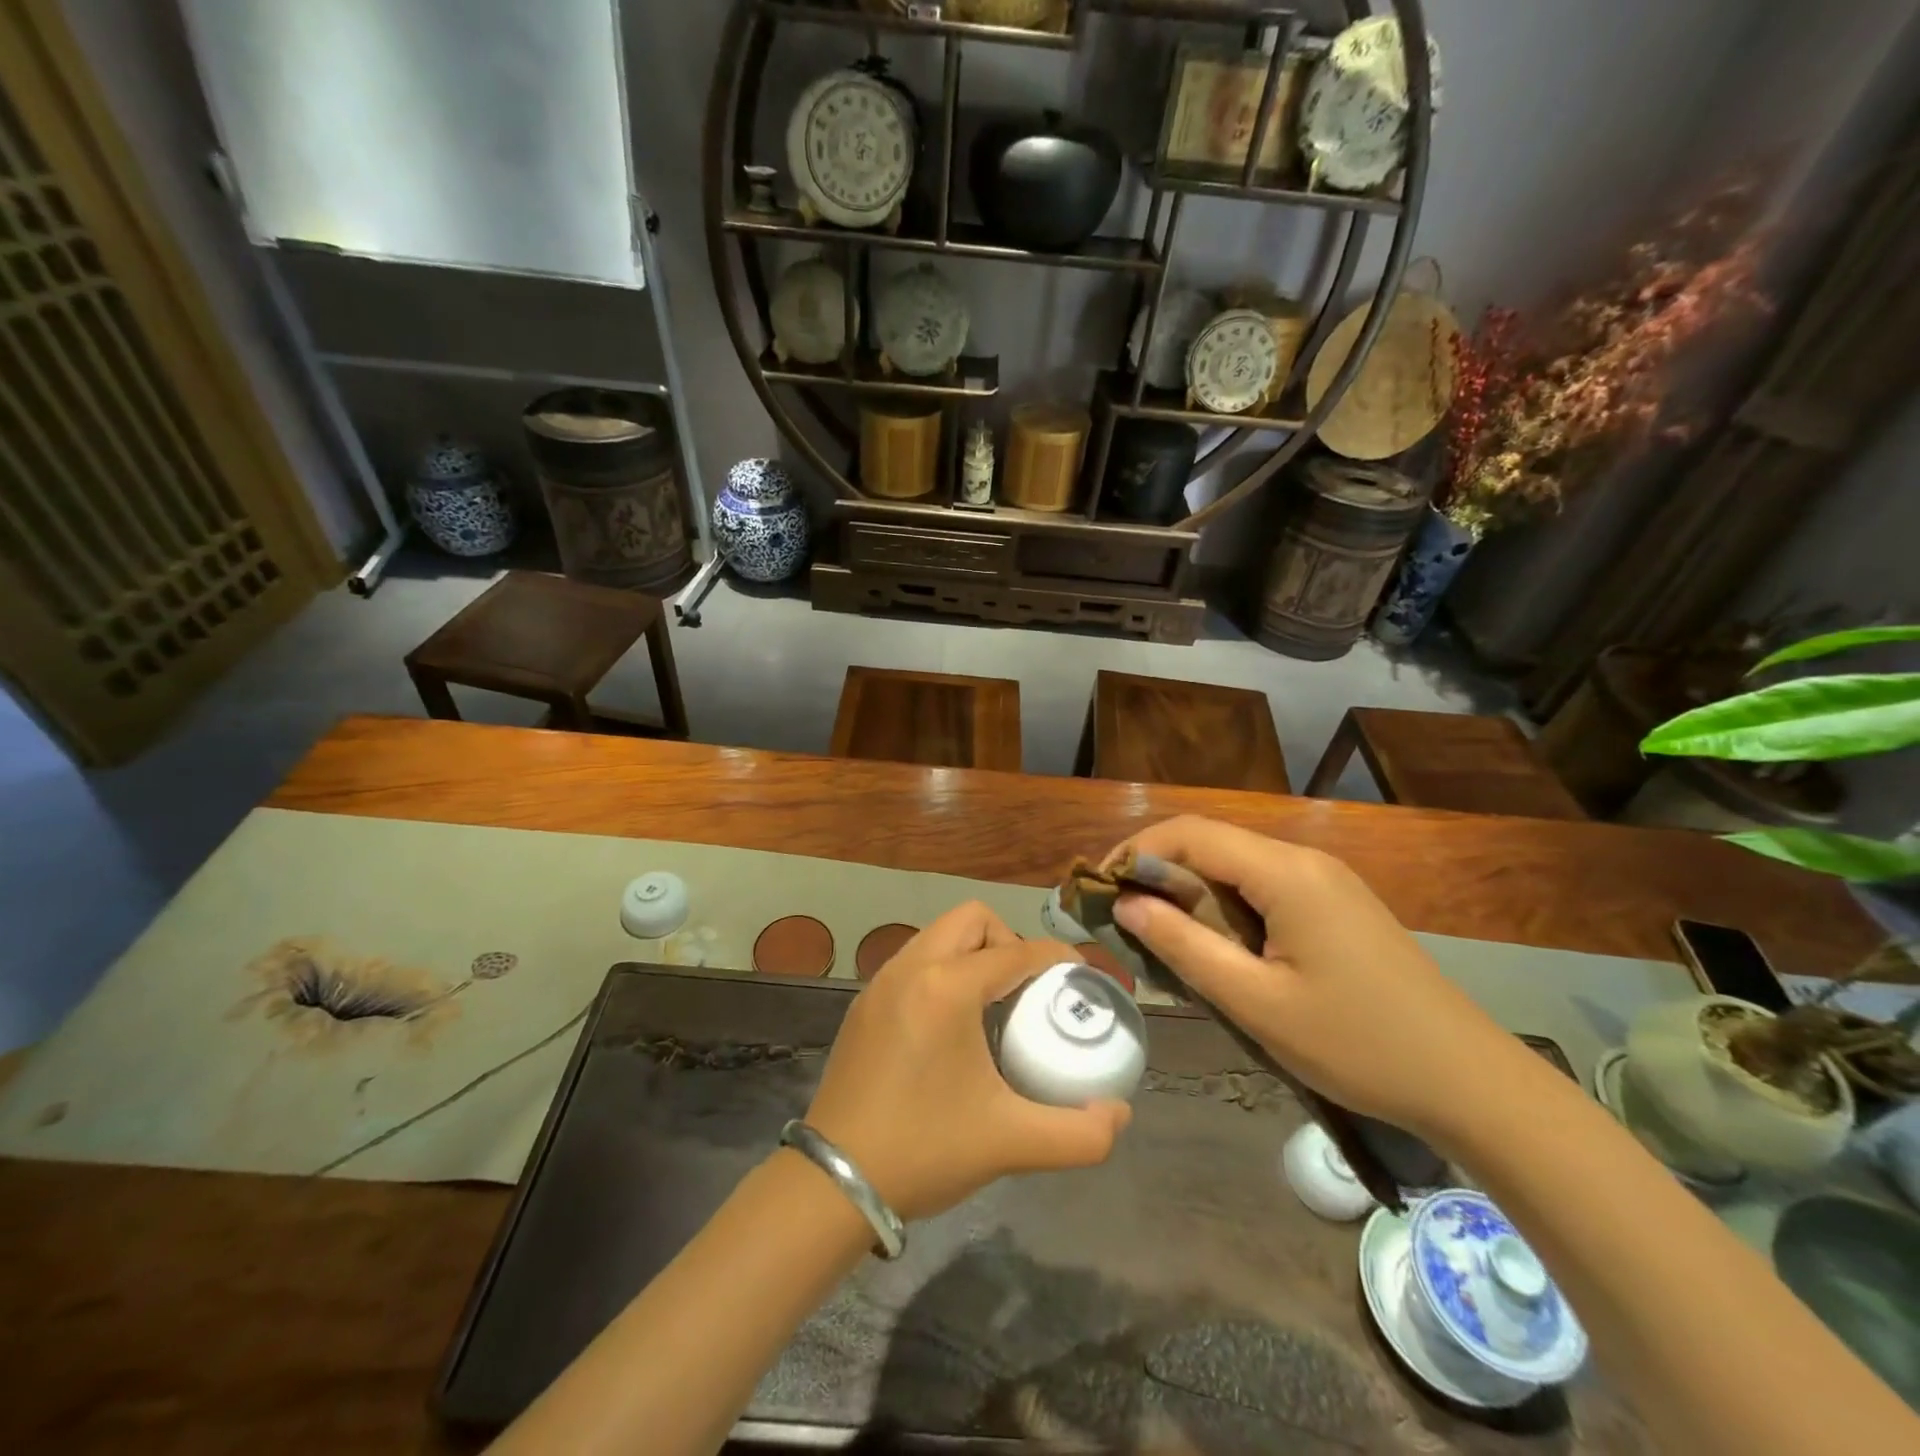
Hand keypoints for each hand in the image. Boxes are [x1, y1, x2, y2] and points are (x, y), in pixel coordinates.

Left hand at [803, 902, 1131, 1219]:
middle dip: (1008, 940)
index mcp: (947, 988)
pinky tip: (952, 1025)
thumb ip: (1079, 1134)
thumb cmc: (925, 1150)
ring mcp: (880, 982)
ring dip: (973, 952)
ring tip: (994, 1004)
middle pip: (971, 919)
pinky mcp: (863, 1004)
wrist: (834, 1182)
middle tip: (1028, 989)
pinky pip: (915, 961)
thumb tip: (1119, 1114)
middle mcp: (911, 968)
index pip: (1016, 951)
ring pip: (938, 935)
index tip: (1079, 976)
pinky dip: (943, 970)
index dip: (1056, 957)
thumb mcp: (1011, 1143)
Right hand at [1108, 817, 1538, 1148]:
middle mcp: (1305, 861)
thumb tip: (1125, 903)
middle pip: (1211, 844)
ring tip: (1159, 937)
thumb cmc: (1357, 1045)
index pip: (1190, 833)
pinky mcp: (1335, 905)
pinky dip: (1223, 907)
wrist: (1468, 1081)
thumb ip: (1184, 946)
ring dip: (1189, 893)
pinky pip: (1263, 889)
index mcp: (1286, 873)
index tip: (1098, 889)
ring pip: (1235, 867)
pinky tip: (1215, 948)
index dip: (1135, 852)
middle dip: (1157, 872)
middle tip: (1122, 920)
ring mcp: (1325, 881)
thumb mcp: (1256, 1002)